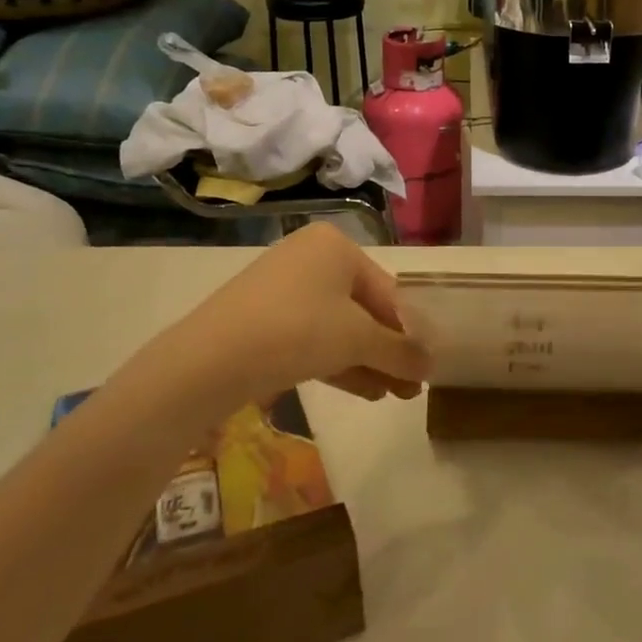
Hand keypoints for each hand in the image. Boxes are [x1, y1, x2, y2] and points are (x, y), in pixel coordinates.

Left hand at [126, 224, 430, 409]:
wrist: (209, 360)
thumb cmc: (297, 330)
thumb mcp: (358, 339)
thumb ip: (400, 350)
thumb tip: (431, 366)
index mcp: (336, 246)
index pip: (388, 291)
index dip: (411, 331)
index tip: (428, 366)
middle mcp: (311, 257)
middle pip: (364, 309)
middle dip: (390, 351)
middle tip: (412, 388)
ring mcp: (285, 288)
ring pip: (339, 326)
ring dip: (369, 361)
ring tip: (394, 396)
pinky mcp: (264, 318)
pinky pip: (313, 337)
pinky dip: (339, 361)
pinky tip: (365, 391)